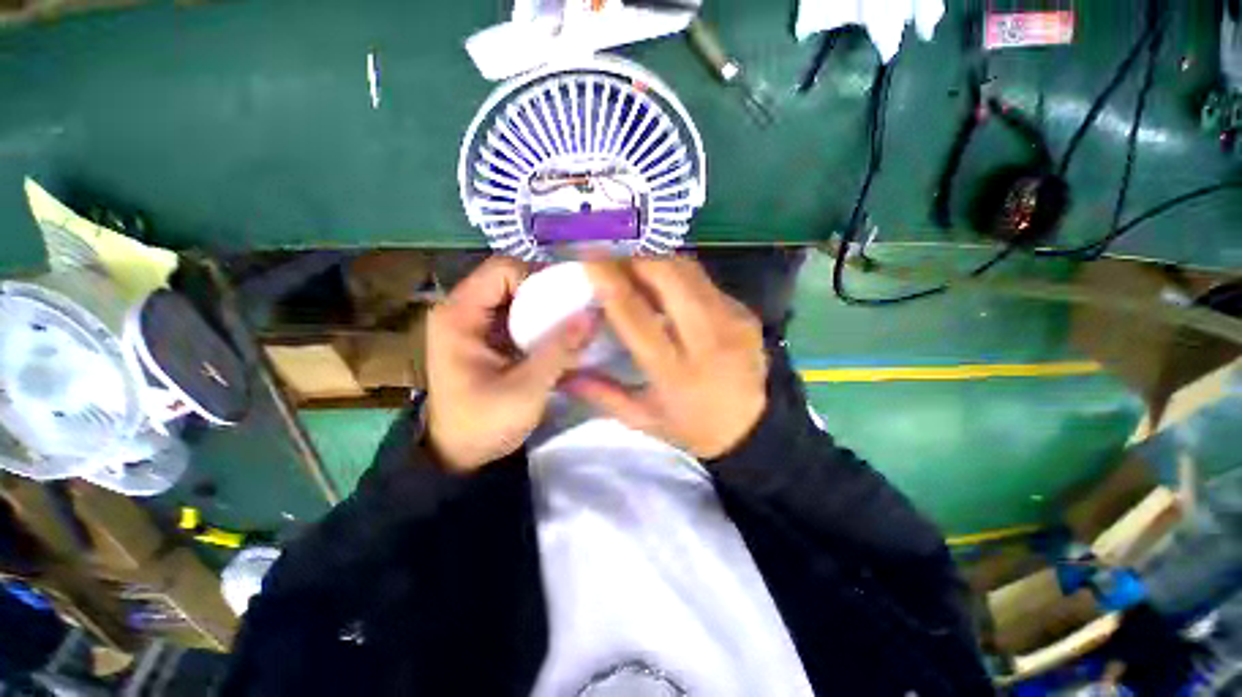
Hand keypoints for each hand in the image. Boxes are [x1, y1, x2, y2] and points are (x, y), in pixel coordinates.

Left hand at [425, 257, 593, 470]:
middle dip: (547, 294)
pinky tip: (560, 339)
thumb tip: (593, 314)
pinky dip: (541, 324)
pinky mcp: (488, 339)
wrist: (459, 456)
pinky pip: (519, 317)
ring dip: (547, 310)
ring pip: (518, 298)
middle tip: (577, 313)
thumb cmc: (483, 424)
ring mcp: (475, 324)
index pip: (503, 269)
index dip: (537, 279)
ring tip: (574, 326)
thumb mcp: (526, 388)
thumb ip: (560, 350)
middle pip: (512, 280)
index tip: (566, 302)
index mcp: (459, 315)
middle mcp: (463, 310)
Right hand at [565, 258, 767, 458]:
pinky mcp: (744, 312)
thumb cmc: (694, 428)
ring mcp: (731, 320)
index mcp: (675, 372)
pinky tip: (665, 283)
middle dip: (634, 257)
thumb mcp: (644, 420)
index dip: (608, 280)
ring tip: (633, 263)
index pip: (635, 314)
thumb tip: (564, 375)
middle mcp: (706, 339)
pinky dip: (678, 274)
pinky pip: (704, 281)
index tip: (587, 255)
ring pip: (688, 270)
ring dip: (655, 259)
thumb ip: (602, 394)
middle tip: (611, 255)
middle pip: (667, 277)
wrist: (756, 429)